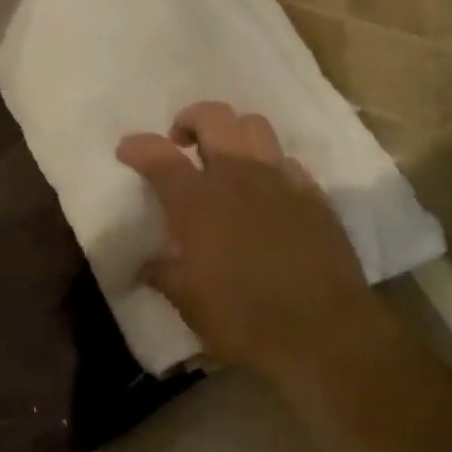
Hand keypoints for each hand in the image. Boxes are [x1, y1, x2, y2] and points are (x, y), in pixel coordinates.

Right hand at [117, 102, 376, 379]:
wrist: (324, 334)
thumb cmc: (245, 320)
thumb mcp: (189, 303)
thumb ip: (164, 274)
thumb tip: (146, 266)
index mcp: (198, 202)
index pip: (158, 155)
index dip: (137, 146)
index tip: (127, 150)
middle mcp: (238, 177)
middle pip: (213, 117)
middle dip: (190, 119)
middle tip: (182, 143)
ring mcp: (281, 181)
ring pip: (255, 126)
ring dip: (233, 133)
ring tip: (226, 160)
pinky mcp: (314, 196)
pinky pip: (287, 161)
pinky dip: (269, 165)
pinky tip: (267, 192)